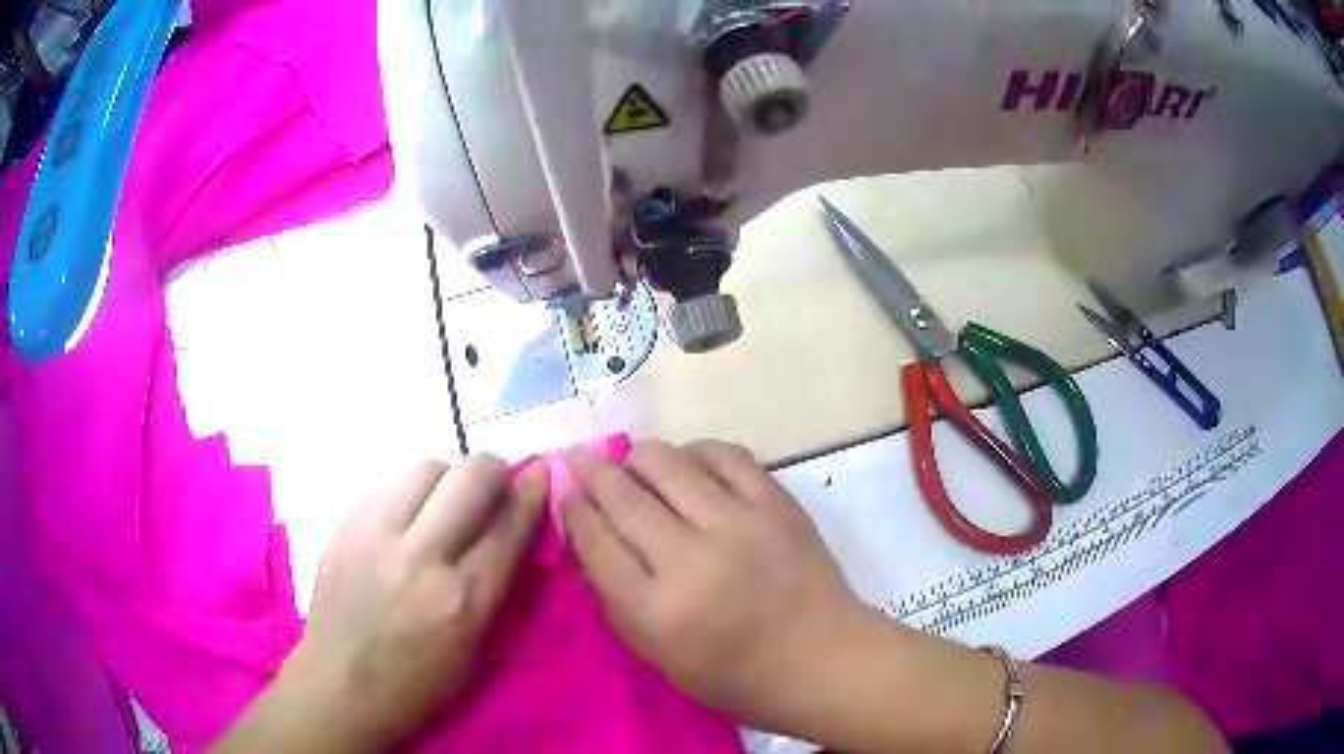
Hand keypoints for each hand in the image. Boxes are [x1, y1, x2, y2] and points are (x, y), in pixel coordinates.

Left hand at [257, 456, 547, 750]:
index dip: (531, 493)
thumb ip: (494, 584)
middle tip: (491, 487)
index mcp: (462, 601)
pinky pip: (387, 486)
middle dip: (492, 471)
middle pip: (471, 476)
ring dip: (446, 480)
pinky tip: (403, 521)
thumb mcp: (472, 648)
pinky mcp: (344, 524)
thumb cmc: (415, 683)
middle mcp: (420, 557)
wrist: (337, 685)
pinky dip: (407, 495)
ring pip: (426, 467)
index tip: (541, 473)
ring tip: (442, 505)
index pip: (508, 527)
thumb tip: (512, 529)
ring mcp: (375, 534)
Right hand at [560, 440, 874, 731]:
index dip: (572, 509)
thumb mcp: (658, 655)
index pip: (595, 541)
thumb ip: (614, 598)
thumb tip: (588, 536)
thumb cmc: (734, 674)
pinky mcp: (776, 502)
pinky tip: (688, 464)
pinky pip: (723, 454)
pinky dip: (695, 452)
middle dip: (592, 470)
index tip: (564, 491)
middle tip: (581, 459)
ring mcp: (738, 524)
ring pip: (666, 462)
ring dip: (638, 456)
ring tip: (633, 463)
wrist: (821, 658)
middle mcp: (692, 560)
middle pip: (622, 494)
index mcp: (657, 610)